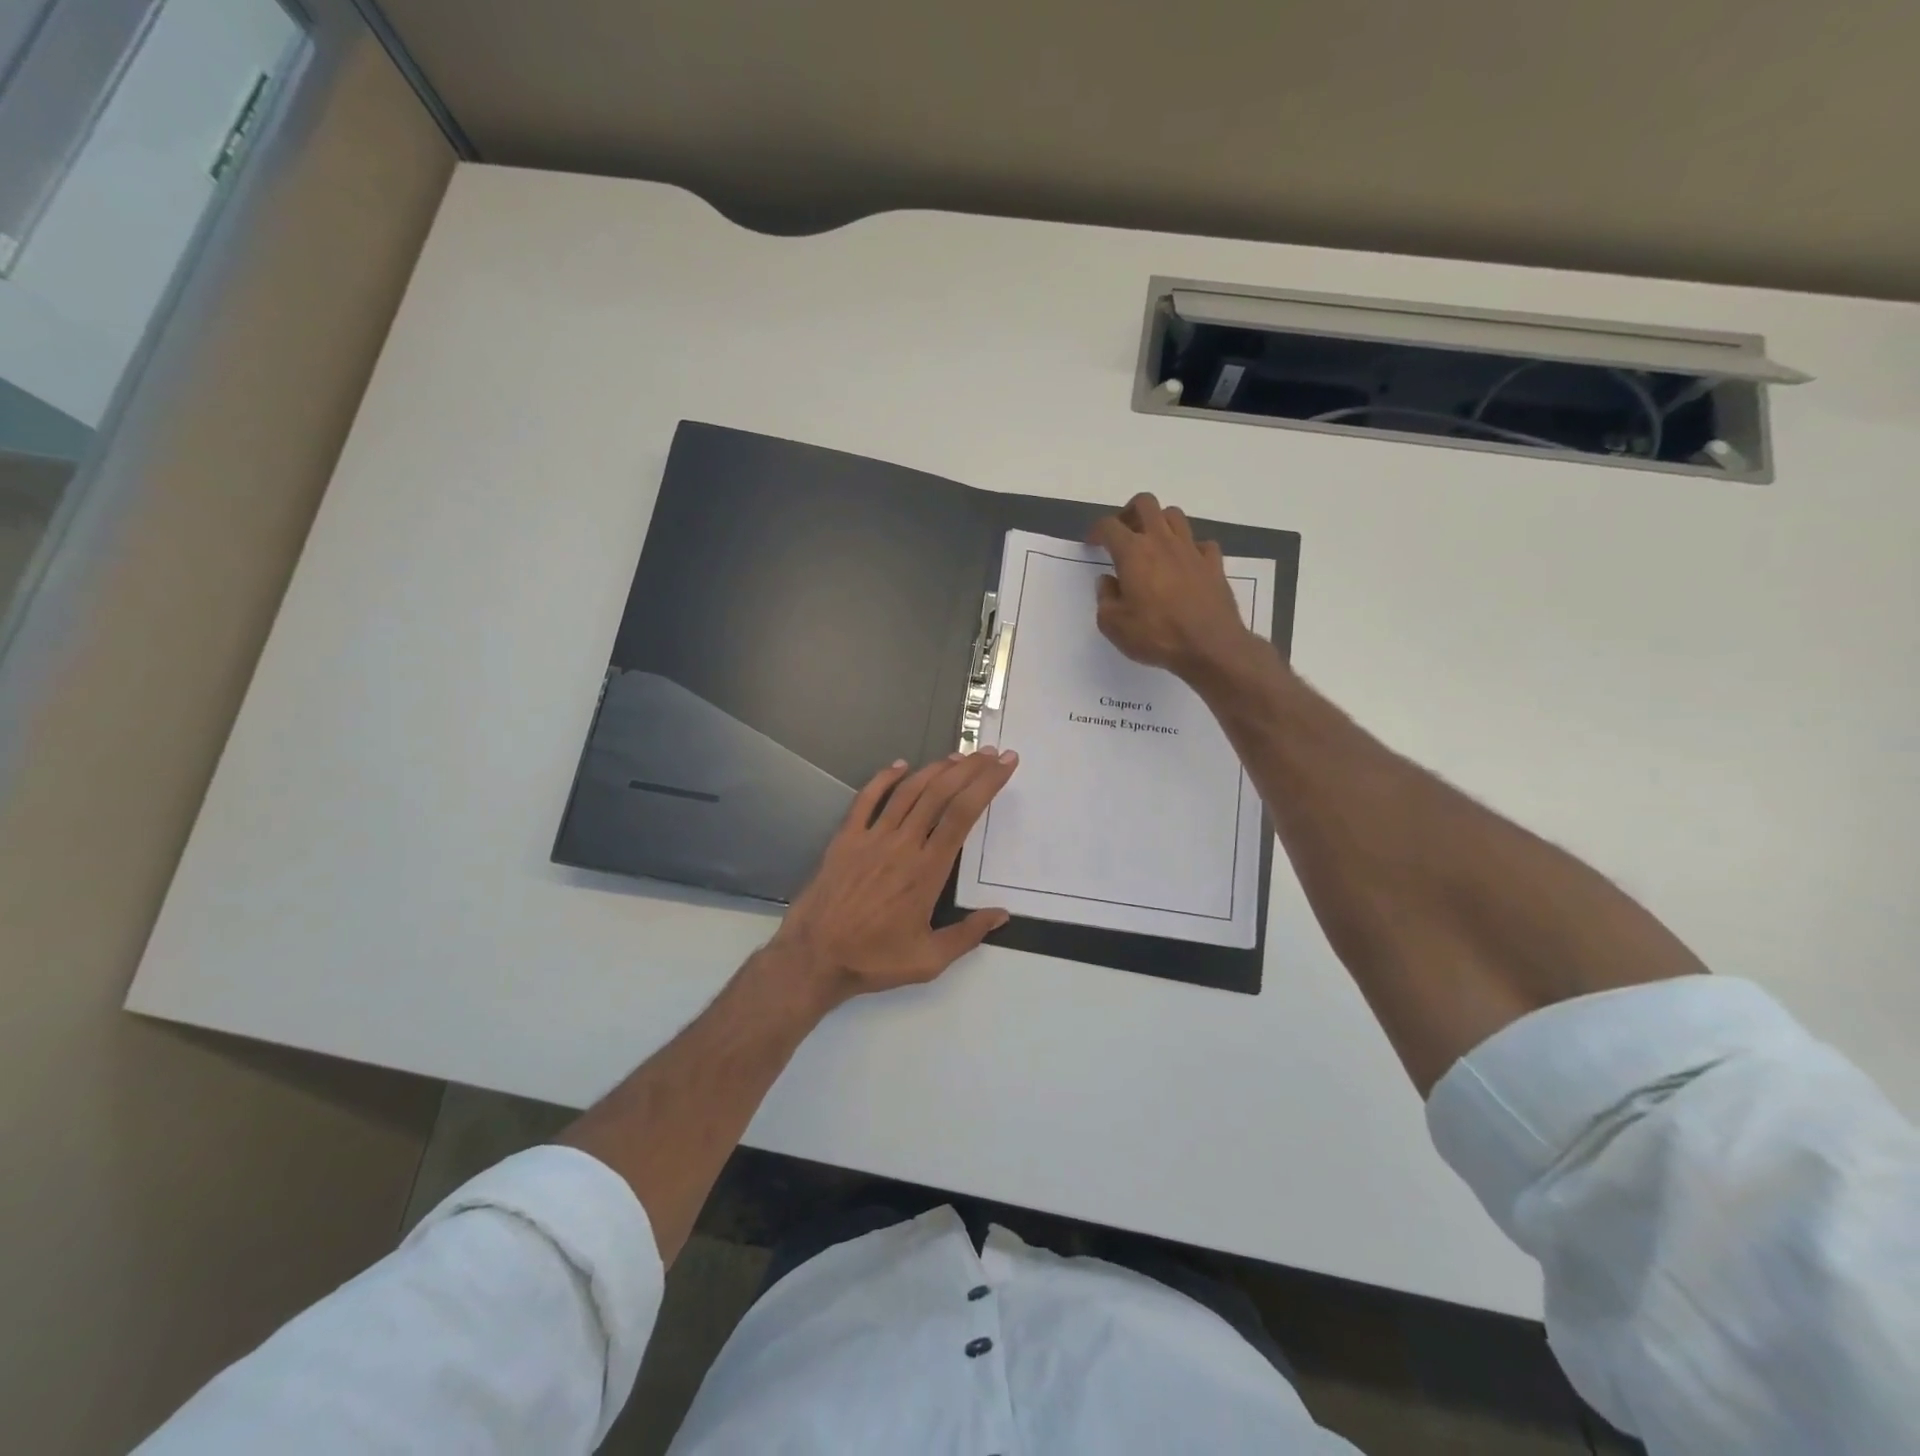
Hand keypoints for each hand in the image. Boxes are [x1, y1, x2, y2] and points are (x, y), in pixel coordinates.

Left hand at [768, 748, 1018, 1004]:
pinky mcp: (845, 838)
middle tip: (990, 753)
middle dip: (969, 768)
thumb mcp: (929, 960)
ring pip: (908, 791)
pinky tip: (900, 765)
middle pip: (940, 793)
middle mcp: (902, 845)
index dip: (986, 785)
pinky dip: (884, 778)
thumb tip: (1002, 914)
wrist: (814, 957)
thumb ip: (968, 935)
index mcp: (927, 870)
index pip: (963, 814)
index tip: (1004, 766)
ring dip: (935, 769)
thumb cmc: (874, 959)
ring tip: (958, 756)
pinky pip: (866, 800)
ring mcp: (871, 838)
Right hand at [1089, 493, 1253, 679]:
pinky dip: (1190, 548)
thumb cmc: (1156, 635)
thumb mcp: (1114, 625)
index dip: (1096, 531)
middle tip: (1123, 533)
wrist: (1210, 646)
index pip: (1109, 526)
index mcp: (1133, 553)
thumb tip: (1107, 581)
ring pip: (1174, 515)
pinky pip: (1201, 543)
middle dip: (1129, 512)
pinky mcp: (1214, 563)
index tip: (1092, 543)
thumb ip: (1105, 598)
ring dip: (1160, 523)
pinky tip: (1185, 564)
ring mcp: (1191, 550)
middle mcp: (1162, 541)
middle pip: (1145, 504)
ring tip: (1153, 544)